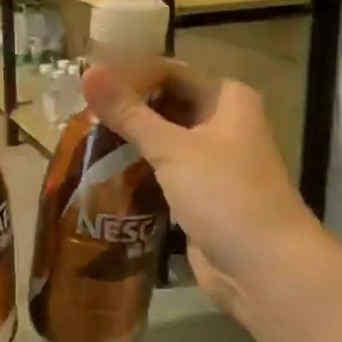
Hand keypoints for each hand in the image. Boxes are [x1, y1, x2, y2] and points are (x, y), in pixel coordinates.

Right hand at [82, 63, 335, 321]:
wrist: (264, 269)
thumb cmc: (225, 195)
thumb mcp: (172, 149)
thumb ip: (128, 112)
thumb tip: (88, 71)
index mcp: (226, 100)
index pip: (169, 73)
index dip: (128, 74)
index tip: (84, 81)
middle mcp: (222, 124)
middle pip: (165, 105)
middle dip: (125, 109)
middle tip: (76, 111)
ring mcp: (212, 162)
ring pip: (162, 141)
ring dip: (128, 141)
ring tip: (80, 137)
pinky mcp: (199, 195)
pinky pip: (162, 173)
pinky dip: (137, 170)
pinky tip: (101, 171)